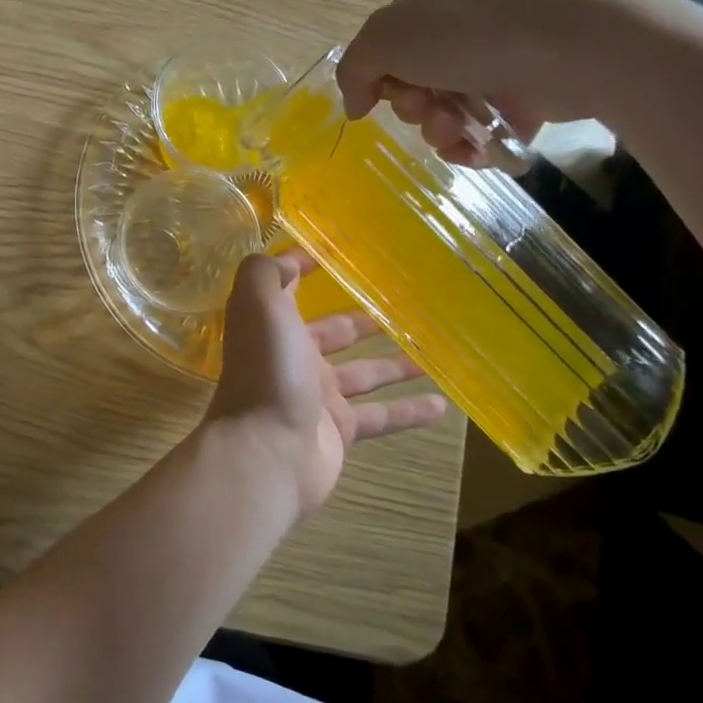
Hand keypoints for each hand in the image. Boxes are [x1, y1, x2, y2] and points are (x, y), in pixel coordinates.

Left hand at [204, 249, 447, 515]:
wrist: (266, 452)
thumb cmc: (266, 370)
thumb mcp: (258, 305)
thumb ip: (266, 274)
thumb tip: (288, 260)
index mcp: (272, 324)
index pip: (286, 286)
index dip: (303, 265)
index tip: (336, 250)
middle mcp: (293, 356)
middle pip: (333, 332)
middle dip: (361, 319)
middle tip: (403, 306)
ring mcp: (317, 395)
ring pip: (364, 373)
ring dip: (394, 363)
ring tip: (433, 349)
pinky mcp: (340, 429)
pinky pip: (382, 416)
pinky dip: (409, 410)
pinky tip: (444, 404)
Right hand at [335, 0, 661, 164]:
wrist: (573, 45)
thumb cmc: (469, 35)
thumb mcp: (385, 40)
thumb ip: (354, 71)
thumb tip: (355, 105)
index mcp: (421, 3)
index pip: (381, 50)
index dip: (378, 80)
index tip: (387, 96)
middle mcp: (456, 26)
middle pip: (411, 84)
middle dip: (413, 108)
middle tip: (428, 110)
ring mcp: (494, 58)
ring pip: (445, 110)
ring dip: (440, 130)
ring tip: (460, 132)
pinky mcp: (526, 92)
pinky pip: (483, 129)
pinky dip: (473, 145)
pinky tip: (479, 150)